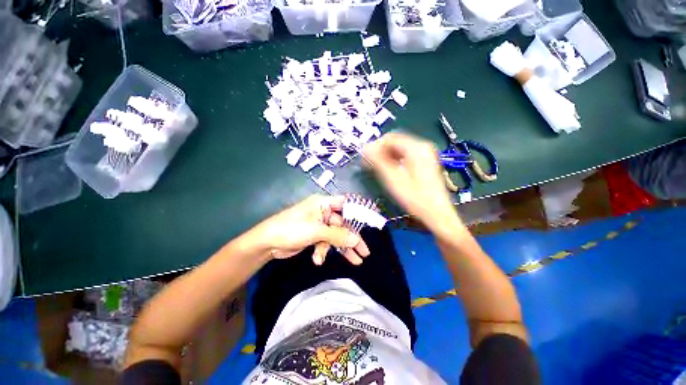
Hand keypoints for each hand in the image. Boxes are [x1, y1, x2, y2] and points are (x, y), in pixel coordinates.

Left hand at [251, 195, 370, 264]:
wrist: (267, 243)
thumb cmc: (291, 229)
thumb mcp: (316, 231)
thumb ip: (337, 235)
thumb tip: (356, 240)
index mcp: (323, 204)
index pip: (345, 204)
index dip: (358, 212)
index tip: (370, 222)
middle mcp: (322, 212)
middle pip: (343, 224)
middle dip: (352, 239)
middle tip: (364, 252)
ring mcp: (318, 225)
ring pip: (336, 236)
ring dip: (341, 249)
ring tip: (354, 262)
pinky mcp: (314, 236)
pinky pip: (325, 243)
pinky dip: (324, 251)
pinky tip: (318, 259)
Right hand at [363, 132, 462, 231]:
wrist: (437, 213)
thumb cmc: (414, 198)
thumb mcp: (393, 179)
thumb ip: (378, 161)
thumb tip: (365, 148)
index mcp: (416, 148)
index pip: (389, 138)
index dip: (374, 147)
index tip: (365, 159)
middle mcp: (422, 146)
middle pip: (395, 142)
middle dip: (380, 152)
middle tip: (370, 165)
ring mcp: (425, 154)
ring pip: (399, 149)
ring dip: (386, 156)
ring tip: (377, 169)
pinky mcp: (425, 162)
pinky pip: (405, 155)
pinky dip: (394, 160)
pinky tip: (389, 171)